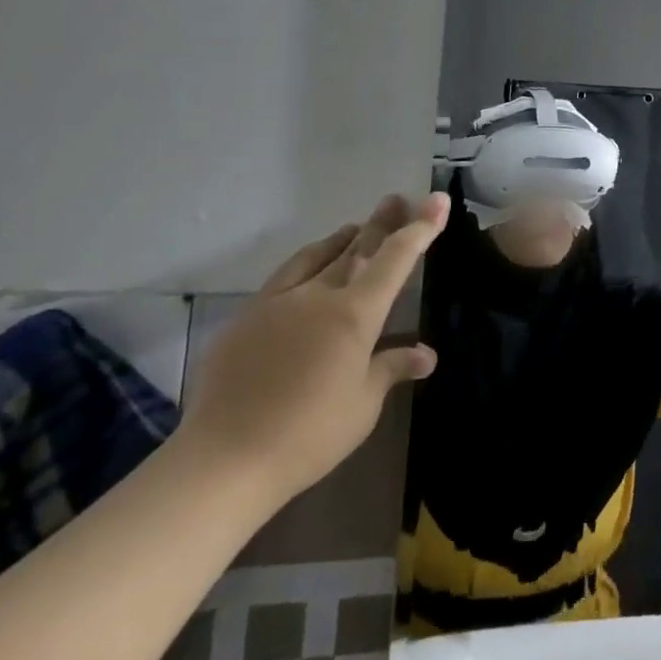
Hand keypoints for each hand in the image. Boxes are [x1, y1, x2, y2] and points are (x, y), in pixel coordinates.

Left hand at [175, 192, 446, 506]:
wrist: (224, 460)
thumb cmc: (309, 433)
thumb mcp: (363, 403)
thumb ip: (392, 368)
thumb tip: (426, 354)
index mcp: (355, 313)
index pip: (396, 258)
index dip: (420, 227)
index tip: (436, 200)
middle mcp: (318, 296)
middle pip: (356, 248)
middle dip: (381, 223)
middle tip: (395, 199)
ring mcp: (276, 304)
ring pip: (316, 257)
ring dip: (341, 240)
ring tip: (354, 228)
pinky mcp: (245, 320)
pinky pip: (284, 278)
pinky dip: (307, 265)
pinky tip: (306, 273)